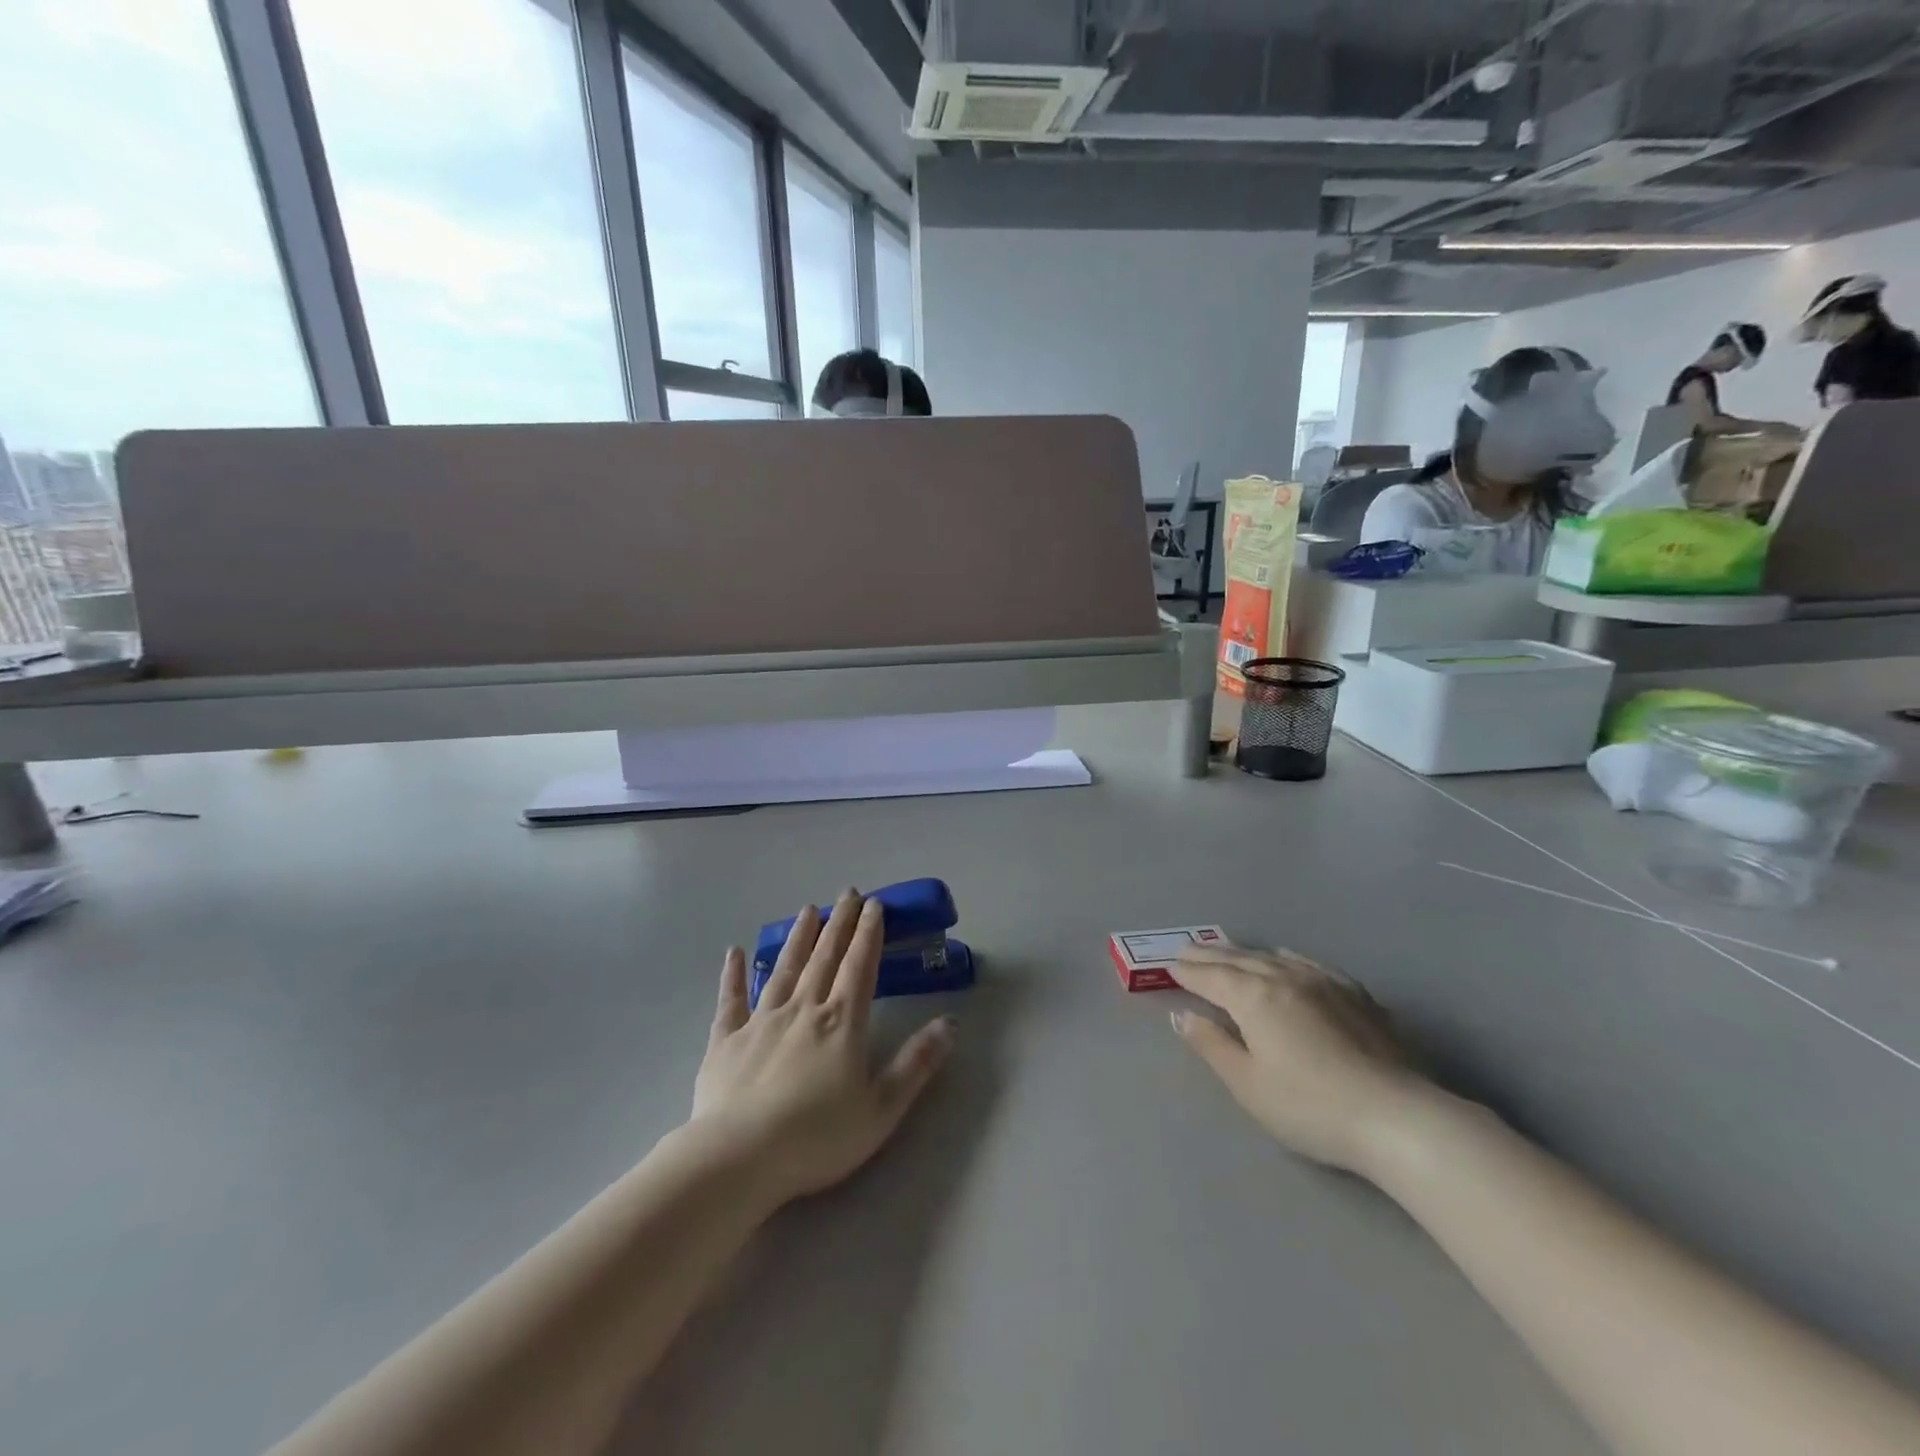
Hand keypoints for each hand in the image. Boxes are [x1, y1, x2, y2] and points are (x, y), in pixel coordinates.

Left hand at [689, 890, 954, 1207]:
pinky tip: (734, 952)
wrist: (739, 1158)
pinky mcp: (726, 1040)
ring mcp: (761, 1021)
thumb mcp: (882, 1108)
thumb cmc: (818, 1137)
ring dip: (798, 937)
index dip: (869, 934)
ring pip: (784, 968)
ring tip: (807, 909)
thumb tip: (952, 1023)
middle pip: (825, 957)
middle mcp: (803, 1009)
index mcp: (842, 1022)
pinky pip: (731, 1000)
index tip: (874, 905)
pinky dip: (733, 975)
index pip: (860, 966)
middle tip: (847, 893)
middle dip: (839, 923)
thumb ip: (917, 1063)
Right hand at [1170, 944, 1427, 1176]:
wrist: (1398, 1118)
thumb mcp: (1248, 1084)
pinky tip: (1287, 958)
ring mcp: (1324, 983)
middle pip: (1239, 960)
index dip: (1188, 972)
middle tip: (1188, 950)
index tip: (1170, 966)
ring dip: (1245, 953)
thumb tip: (1183, 1015)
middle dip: (1210, 956)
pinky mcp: (1356, 996)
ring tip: (1228, 950)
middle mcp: (1285, 978)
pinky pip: (1310, 964)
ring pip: (1273, 959)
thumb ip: (1212, 1045)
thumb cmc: (1310, 1107)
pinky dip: (1288, 958)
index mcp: (1253, 997)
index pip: (1211, 977)